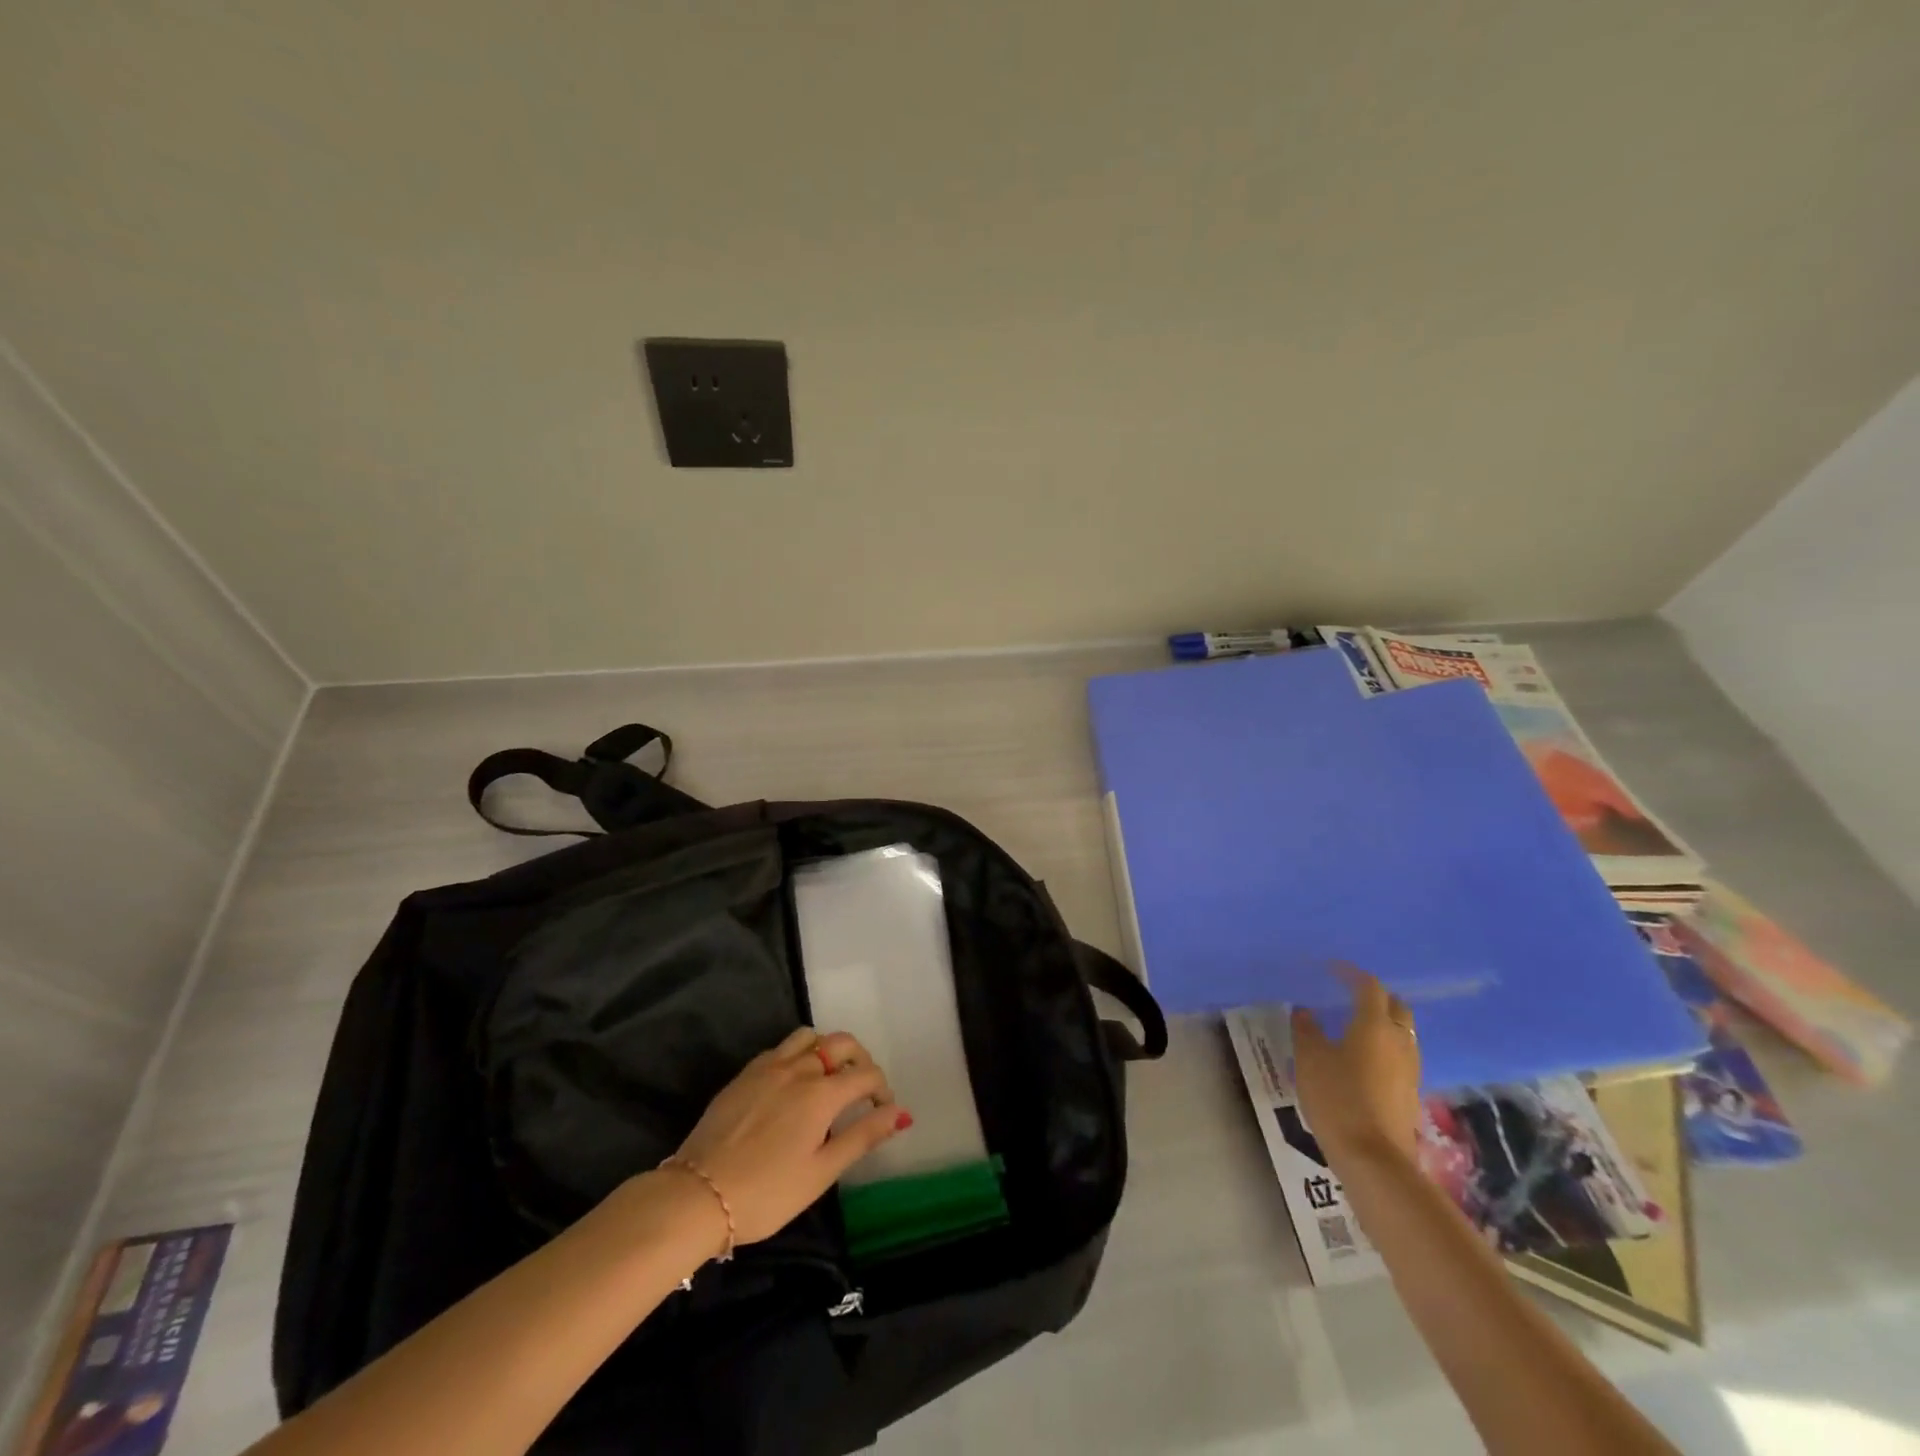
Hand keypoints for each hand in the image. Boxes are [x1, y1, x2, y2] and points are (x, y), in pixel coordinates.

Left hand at [667, 1027, 910, 1245]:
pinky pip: (781, 1048)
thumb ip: (862, 1137)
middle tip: (862, 1089)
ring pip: (810, 1037)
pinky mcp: (745, 1073)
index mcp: (821, 1093)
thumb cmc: (766, 1193)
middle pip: (841, 1043)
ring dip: (828, 1049)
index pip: (866, 1075)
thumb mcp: (821, 1173)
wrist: (697, 1195)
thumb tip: (899, 1114)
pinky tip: (793, 1082)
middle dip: (861, 1060)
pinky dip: (799, 1054)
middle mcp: (799, 1068)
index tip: (884, 1112)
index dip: (882, 1090)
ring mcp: (769, 1066)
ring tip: (829, 1078)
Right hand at [1290, 966, 1421, 1167]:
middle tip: (1351, 995)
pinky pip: (1401, 1055)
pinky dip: (1385, 1046)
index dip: (1351, 974)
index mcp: (1374, 1025)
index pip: (1369, 987)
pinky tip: (1364, 1057)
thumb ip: (1307, 1030)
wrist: (1374, 1158)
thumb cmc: (1337, 1098)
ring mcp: (1410, 1068)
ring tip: (1356, 1025)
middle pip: (1396, 1007)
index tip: (1332, 969)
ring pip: (1402, 1032)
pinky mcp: (1411, 1092)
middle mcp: (1399, 1041)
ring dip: (1384, 1022)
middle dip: (1376, 996)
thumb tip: (1305, 1012)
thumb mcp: (1309, 1059)